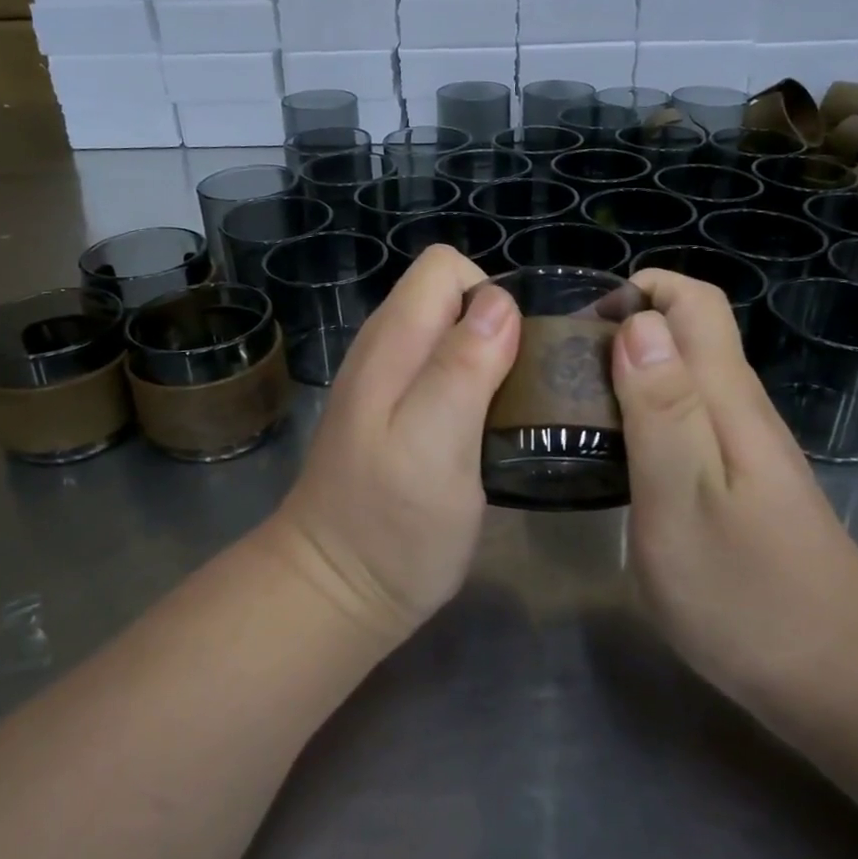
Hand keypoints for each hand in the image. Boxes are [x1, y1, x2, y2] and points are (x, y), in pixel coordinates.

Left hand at [268, 245, 519, 644]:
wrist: (336, 590)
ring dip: (490, 359)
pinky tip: (486, 431)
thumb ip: (463, 368)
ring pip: (450, 336)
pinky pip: (444, 372)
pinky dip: (474, 386)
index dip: (490, 297)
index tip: (515, 356)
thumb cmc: (391, 525)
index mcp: (393, 343)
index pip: (445, 268)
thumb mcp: (435, 445)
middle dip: (497, 327)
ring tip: (513, 411)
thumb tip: (499, 302)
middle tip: (522, 389)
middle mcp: (386, 349)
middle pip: (450, 298)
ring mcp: (387, 383)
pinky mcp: (397, 415)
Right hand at [610, 270, 857, 716]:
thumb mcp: (682, 500)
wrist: (836, 675)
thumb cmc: (745, 592)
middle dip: (621, 330)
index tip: (582, 325)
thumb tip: (638, 323)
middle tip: (560, 374)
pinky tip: (612, 454)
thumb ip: (660, 410)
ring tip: (572, 410)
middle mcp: (737, 406)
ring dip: (626, 373)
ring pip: (680, 375)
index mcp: (725, 397)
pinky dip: (640, 413)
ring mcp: (740, 443)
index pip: (694, 301)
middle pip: (685, 333)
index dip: (640, 290)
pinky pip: (683, 417)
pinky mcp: (735, 477)